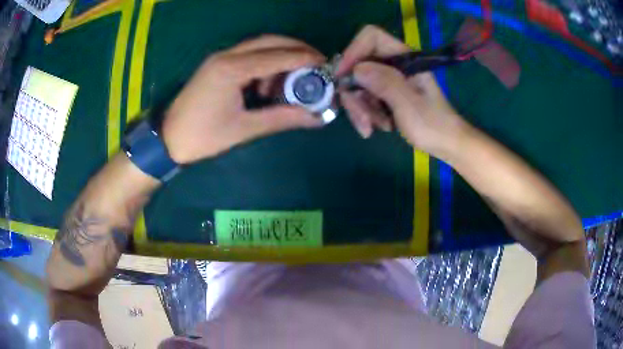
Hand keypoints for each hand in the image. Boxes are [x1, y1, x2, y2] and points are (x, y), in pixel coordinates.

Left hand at [162, 35, 325, 163]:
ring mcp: (220, 57)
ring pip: (259, 46)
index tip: (326, 66)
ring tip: (290, 83)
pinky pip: (248, 55)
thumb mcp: (244, 129)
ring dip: (280, 58)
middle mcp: (226, 55)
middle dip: (297, 50)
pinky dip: (265, 64)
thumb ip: (282, 118)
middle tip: (316, 65)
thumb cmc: (203, 137)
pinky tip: (267, 85)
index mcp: (232, 69)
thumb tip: (315, 118)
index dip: (305, 59)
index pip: (278, 56)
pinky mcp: (217, 64)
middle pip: (270, 41)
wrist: (167, 139)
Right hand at [337, 25, 466, 156]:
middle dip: (356, 93)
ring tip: (374, 128)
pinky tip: (378, 128)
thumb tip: (356, 69)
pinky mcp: (388, 94)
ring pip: (360, 85)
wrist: (447, 145)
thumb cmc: (434, 125)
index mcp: (405, 59)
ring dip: (362, 109)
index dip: (354, 51)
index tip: (342, 76)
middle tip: (362, 119)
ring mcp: (391, 80)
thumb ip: (385, 83)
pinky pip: (366, 98)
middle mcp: (395, 65)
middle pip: (360, 65)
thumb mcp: (409, 104)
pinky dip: (368, 114)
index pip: (373, 37)